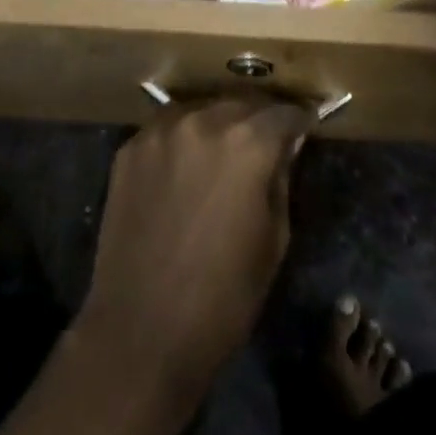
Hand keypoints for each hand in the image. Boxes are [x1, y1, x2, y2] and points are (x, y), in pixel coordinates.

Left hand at [73, 98, 311, 426]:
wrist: (141, 331)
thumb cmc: (222, 298)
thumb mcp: (274, 241)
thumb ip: (281, 179)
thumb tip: (285, 148)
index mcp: (247, 143)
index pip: (283, 113)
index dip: (299, 119)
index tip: (306, 126)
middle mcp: (202, 121)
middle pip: (240, 103)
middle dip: (258, 118)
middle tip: (266, 140)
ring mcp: (160, 131)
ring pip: (201, 109)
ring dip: (218, 123)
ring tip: (223, 151)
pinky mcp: (129, 147)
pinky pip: (167, 129)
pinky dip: (183, 139)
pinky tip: (184, 167)